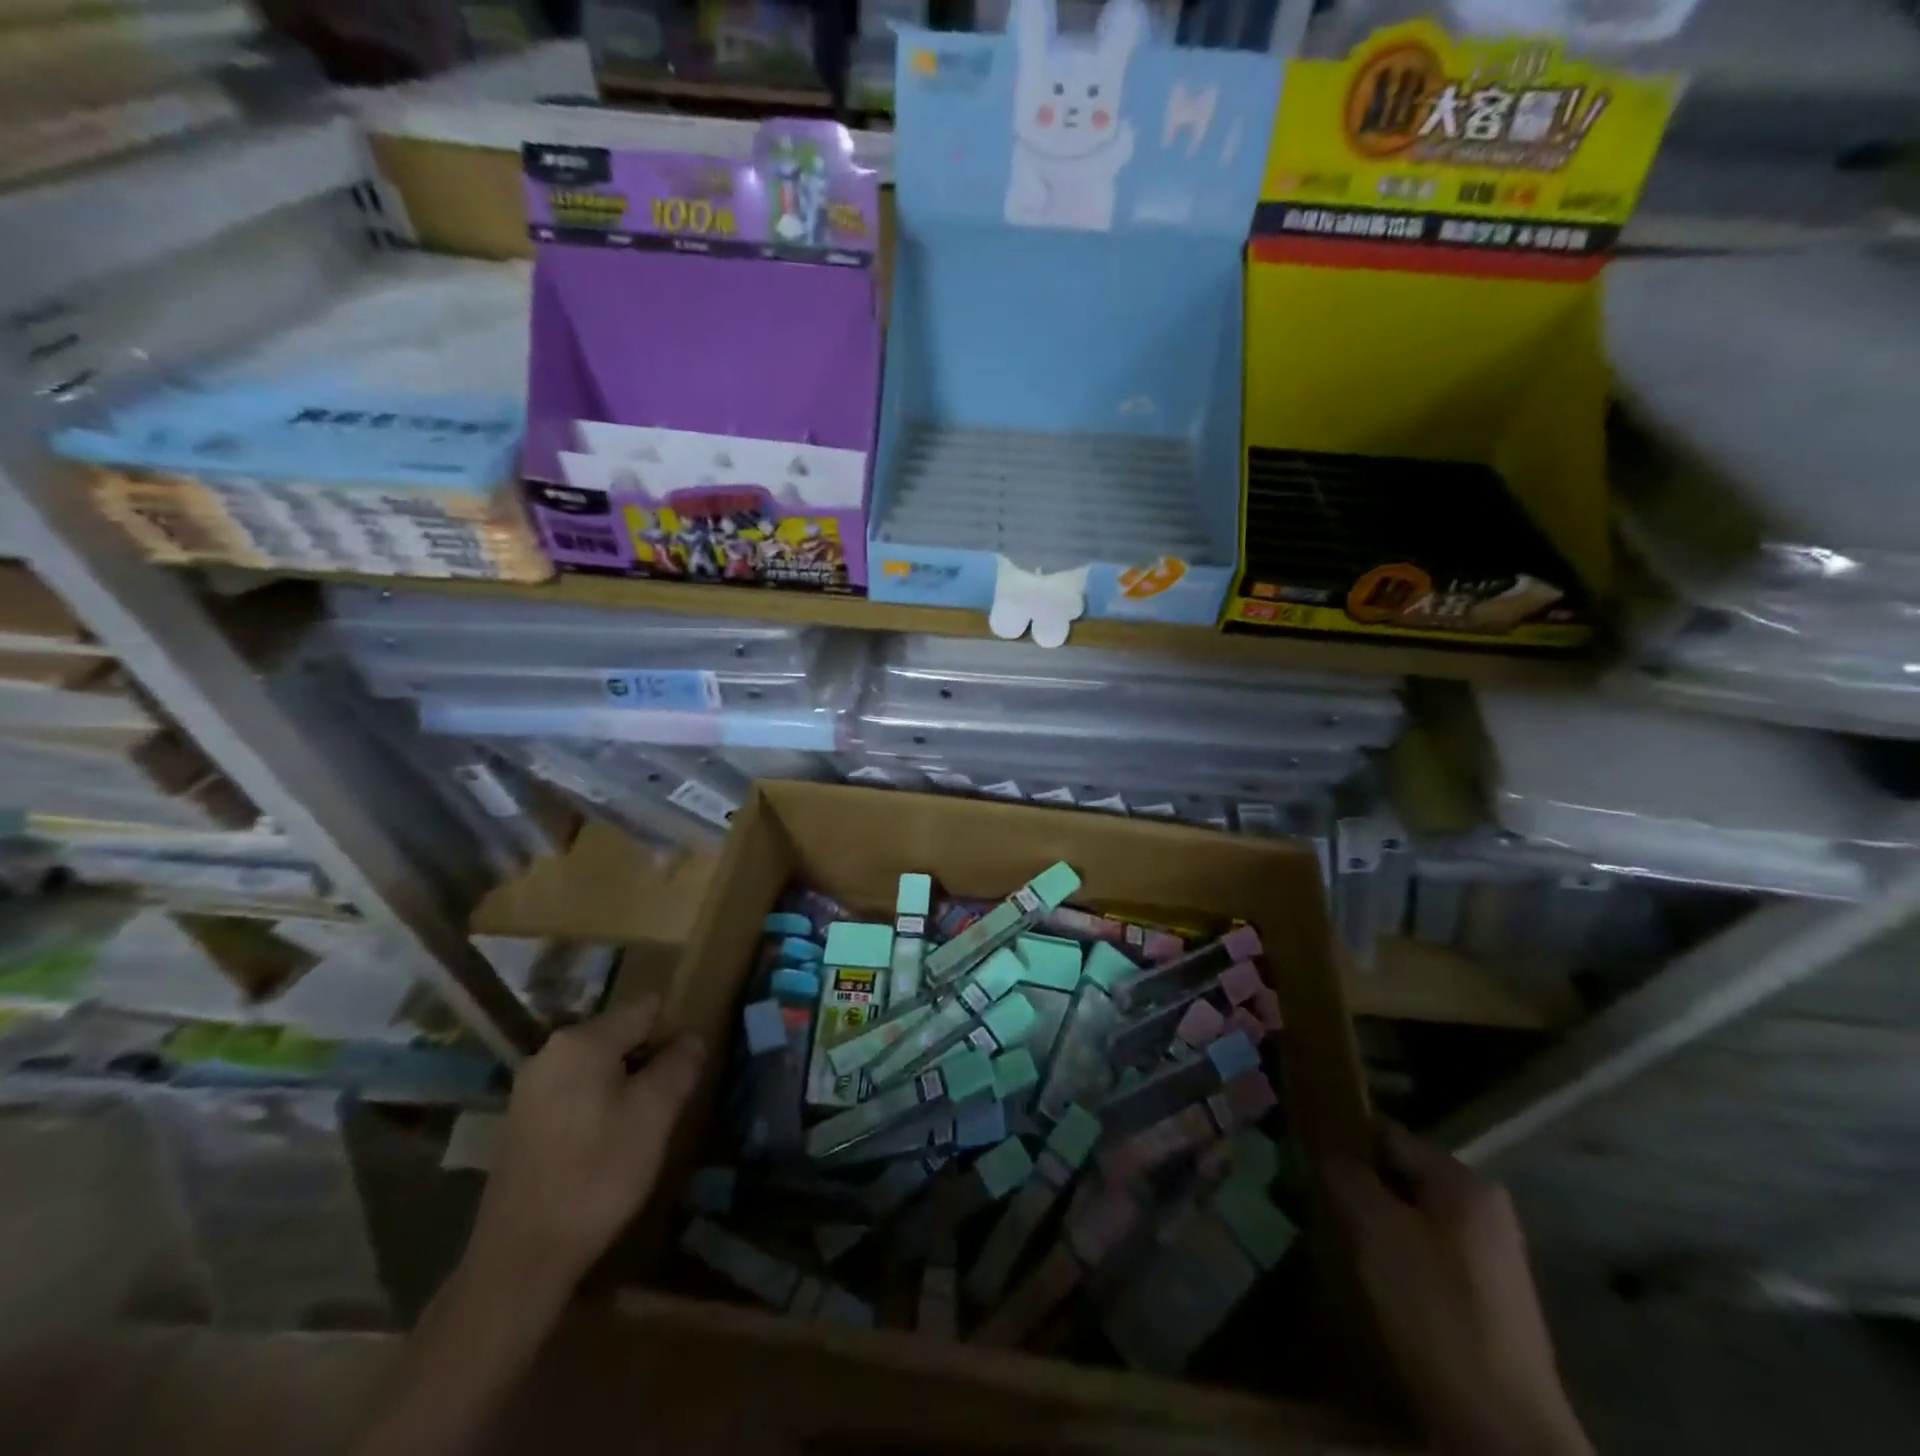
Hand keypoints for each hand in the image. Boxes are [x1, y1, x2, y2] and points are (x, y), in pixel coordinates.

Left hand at [465, 995, 705, 1303]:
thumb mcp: (655, 1114)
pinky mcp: (521, 1124)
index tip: (694, 1057)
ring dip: (626, 1083)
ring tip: (649, 1118)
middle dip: (650, 1057)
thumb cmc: (597, 1173)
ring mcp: (529, 1090)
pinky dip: (600, 1104)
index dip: (675, 1026)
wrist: (521, 1259)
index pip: (645, 1009)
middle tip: (675, 1092)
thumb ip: (679, 1065)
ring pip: (597, 1067)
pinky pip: (575, 1093)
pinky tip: (611, 1140)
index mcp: (581, 1041)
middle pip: (618, 1036)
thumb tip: (692, 1037)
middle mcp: (549, 1054)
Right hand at [1325, 1124, 1591, 1455]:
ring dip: (1372, 1223)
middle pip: (1401, 1176)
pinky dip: (1395, 1256)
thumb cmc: (1435, 1312)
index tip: (1304, 1155)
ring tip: (1336, 1241)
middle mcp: (1485, 1209)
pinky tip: (1372, 1281)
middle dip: (1357, 1185)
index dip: (1342, 1139)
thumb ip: (1346, 1176)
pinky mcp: (1488, 1301)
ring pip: (1411, 1217)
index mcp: (1464, 1183)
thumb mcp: (1375, 1230)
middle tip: (1316, 1201)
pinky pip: (1427, 1254)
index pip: (1387, 1134)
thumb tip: (1326, 1151)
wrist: (1504, 1435)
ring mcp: (1491, 1258)